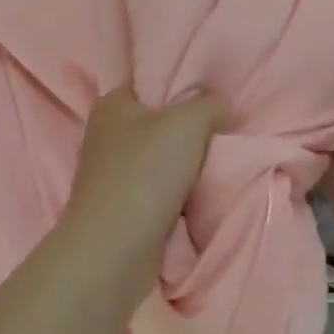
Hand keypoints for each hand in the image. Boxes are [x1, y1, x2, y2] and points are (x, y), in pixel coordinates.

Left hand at [57, 86, 227, 298]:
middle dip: (195, 131)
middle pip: (164, 122)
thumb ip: (211, 104)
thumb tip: (220, 111)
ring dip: (192, 166)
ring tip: (219, 167)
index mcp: (114, 103)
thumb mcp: (189, 122)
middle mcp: (108, 134)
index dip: (188, 88)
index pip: (155, 82)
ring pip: (166, 159)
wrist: (114, 251)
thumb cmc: (146, 174)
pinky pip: (164, 190)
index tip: (218, 103)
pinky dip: (183, 194)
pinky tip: (202, 196)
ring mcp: (114, 173)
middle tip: (225, 136)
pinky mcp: (124, 206)